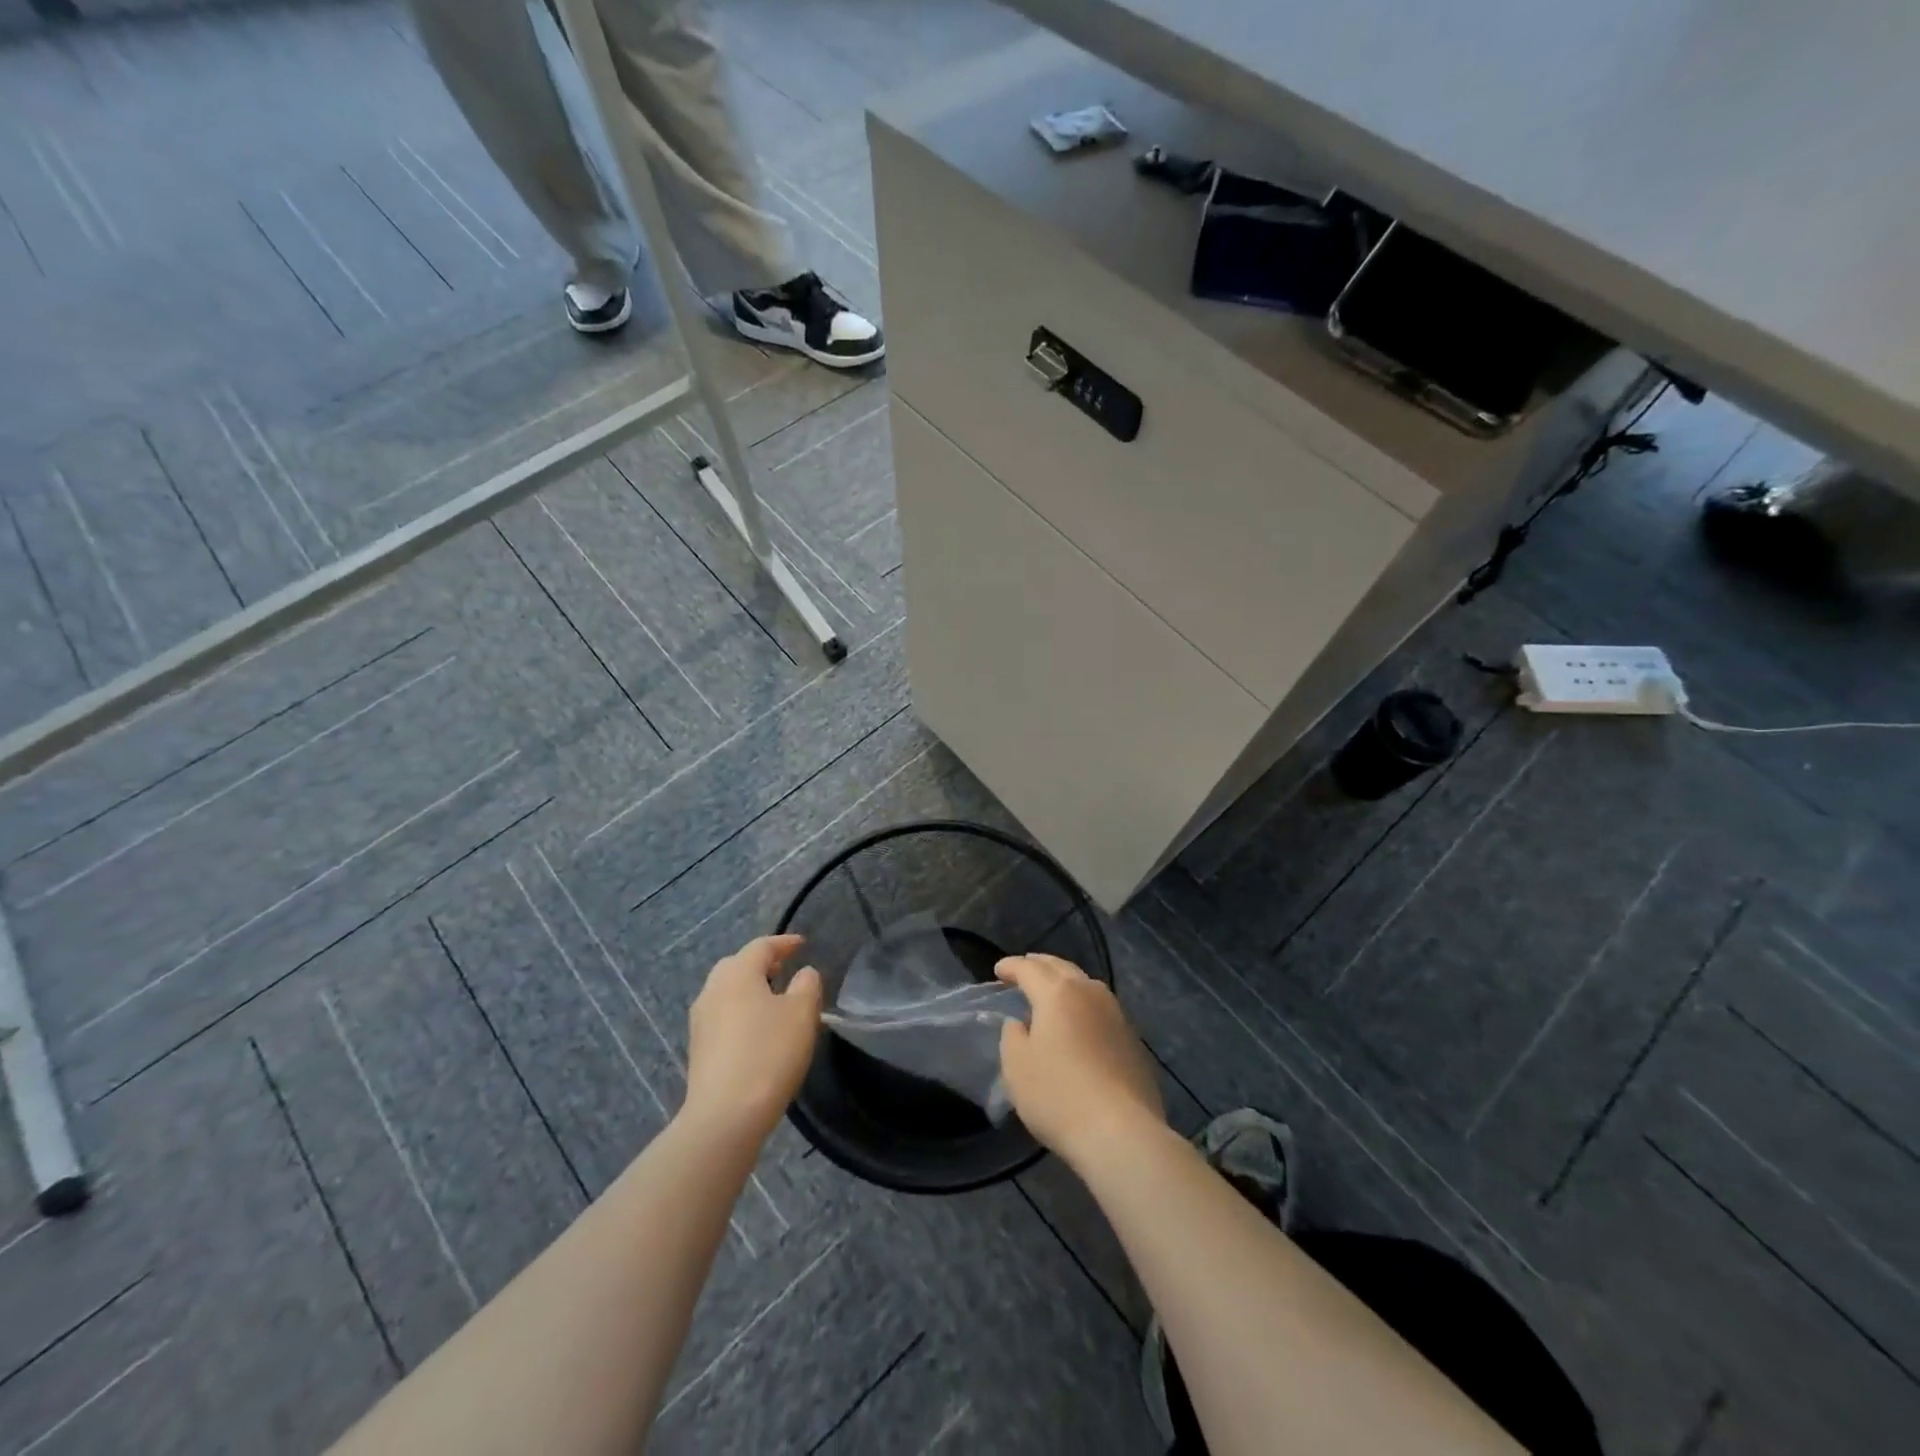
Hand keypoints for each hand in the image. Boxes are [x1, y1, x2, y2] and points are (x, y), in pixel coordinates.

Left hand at [683, 935, 822, 1141]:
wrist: (725, 1116)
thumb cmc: (769, 1053)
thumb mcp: (802, 1013)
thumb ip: (807, 985)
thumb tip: (803, 973)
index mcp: (737, 973)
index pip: (762, 946)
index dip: (784, 943)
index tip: (803, 944)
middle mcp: (713, 990)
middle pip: (738, 966)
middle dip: (762, 964)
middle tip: (786, 969)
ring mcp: (701, 1021)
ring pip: (728, 992)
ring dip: (751, 990)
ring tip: (776, 1001)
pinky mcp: (699, 1049)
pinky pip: (724, 1017)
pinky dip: (742, 1013)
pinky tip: (759, 1031)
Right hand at [996, 954, 1163, 1167]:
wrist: (1121, 1132)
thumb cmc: (1059, 1096)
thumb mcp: (1017, 1067)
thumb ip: (1013, 1037)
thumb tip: (1021, 1024)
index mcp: (1058, 993)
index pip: (1029, 969)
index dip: (1012, 966)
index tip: (999, 970)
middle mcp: (1089, 993)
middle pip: (1061, 968)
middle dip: (1040, 964)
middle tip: (1024, 968)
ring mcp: (1116, 1014)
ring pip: (1085, 984)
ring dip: (1065, 981)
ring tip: (1052, 990)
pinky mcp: (1132, 1038)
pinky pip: (1101, 1008)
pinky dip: (1083, 1004)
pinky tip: (1079, 1021)